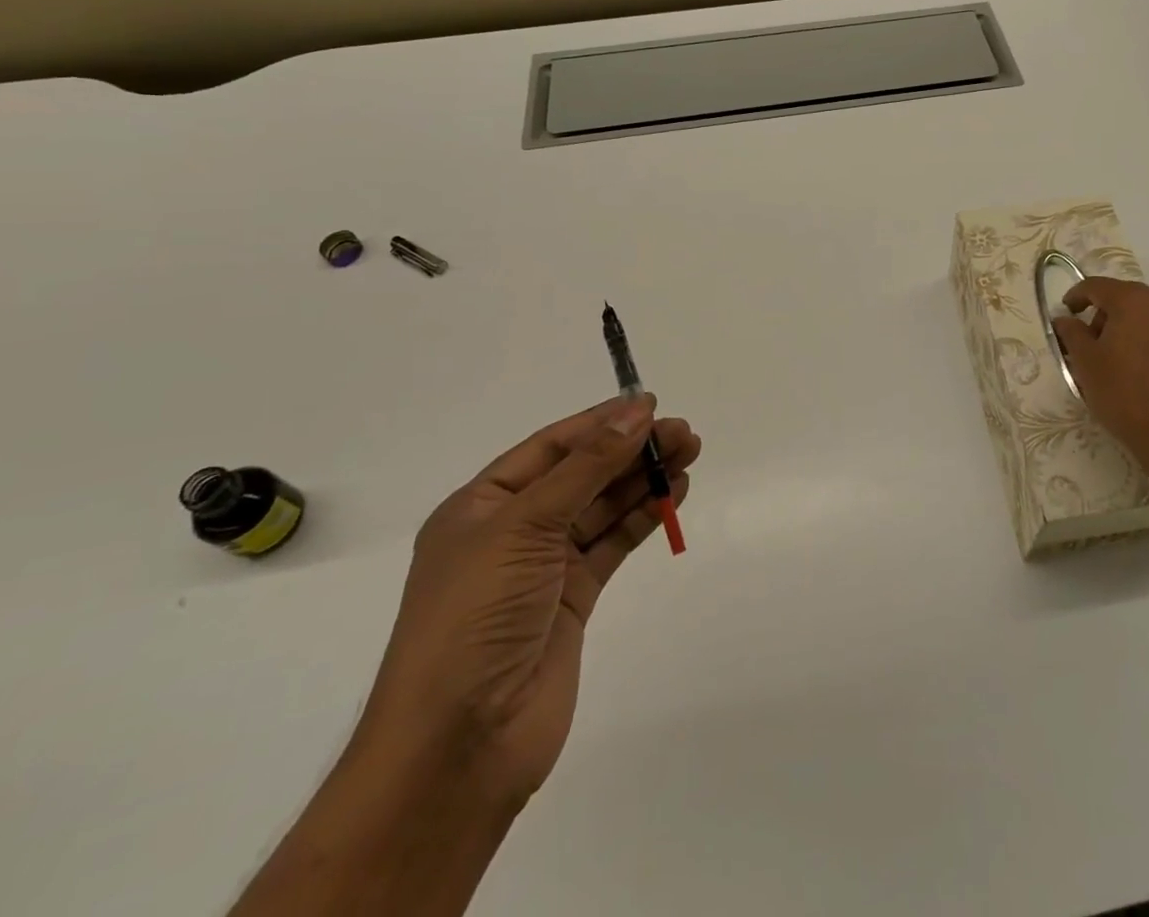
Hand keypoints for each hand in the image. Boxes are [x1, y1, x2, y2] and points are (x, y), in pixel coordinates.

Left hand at [358, 396, 700, 806]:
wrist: (460, 744)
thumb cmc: (475, 616)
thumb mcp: (525, 526)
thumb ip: (587, 467)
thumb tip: (636, 411)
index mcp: (481, 505)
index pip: (551, 447)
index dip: (599, 423)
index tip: (650, 404)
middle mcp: (512, 530)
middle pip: (581, 474)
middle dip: (630, 450)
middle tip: (683, 432)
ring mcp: (543, 567)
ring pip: (602, 507)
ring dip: (643, 479)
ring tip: (689, 453)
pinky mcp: (573, 600)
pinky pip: (613, 543)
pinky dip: (643, 517)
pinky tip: (674, 494)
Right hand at [1051, 277, 1148, 488]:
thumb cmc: (1126, 395)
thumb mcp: (1086, 364)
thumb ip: (1071, 333)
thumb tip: (1065, 319)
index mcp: (1135, 301)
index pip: (1096, 286)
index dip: (1076, 297)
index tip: (1066, 315)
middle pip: (1127, 299)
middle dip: (1106, 317)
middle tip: (1092, 346)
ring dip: (1134, 330)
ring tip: (1123, 362)